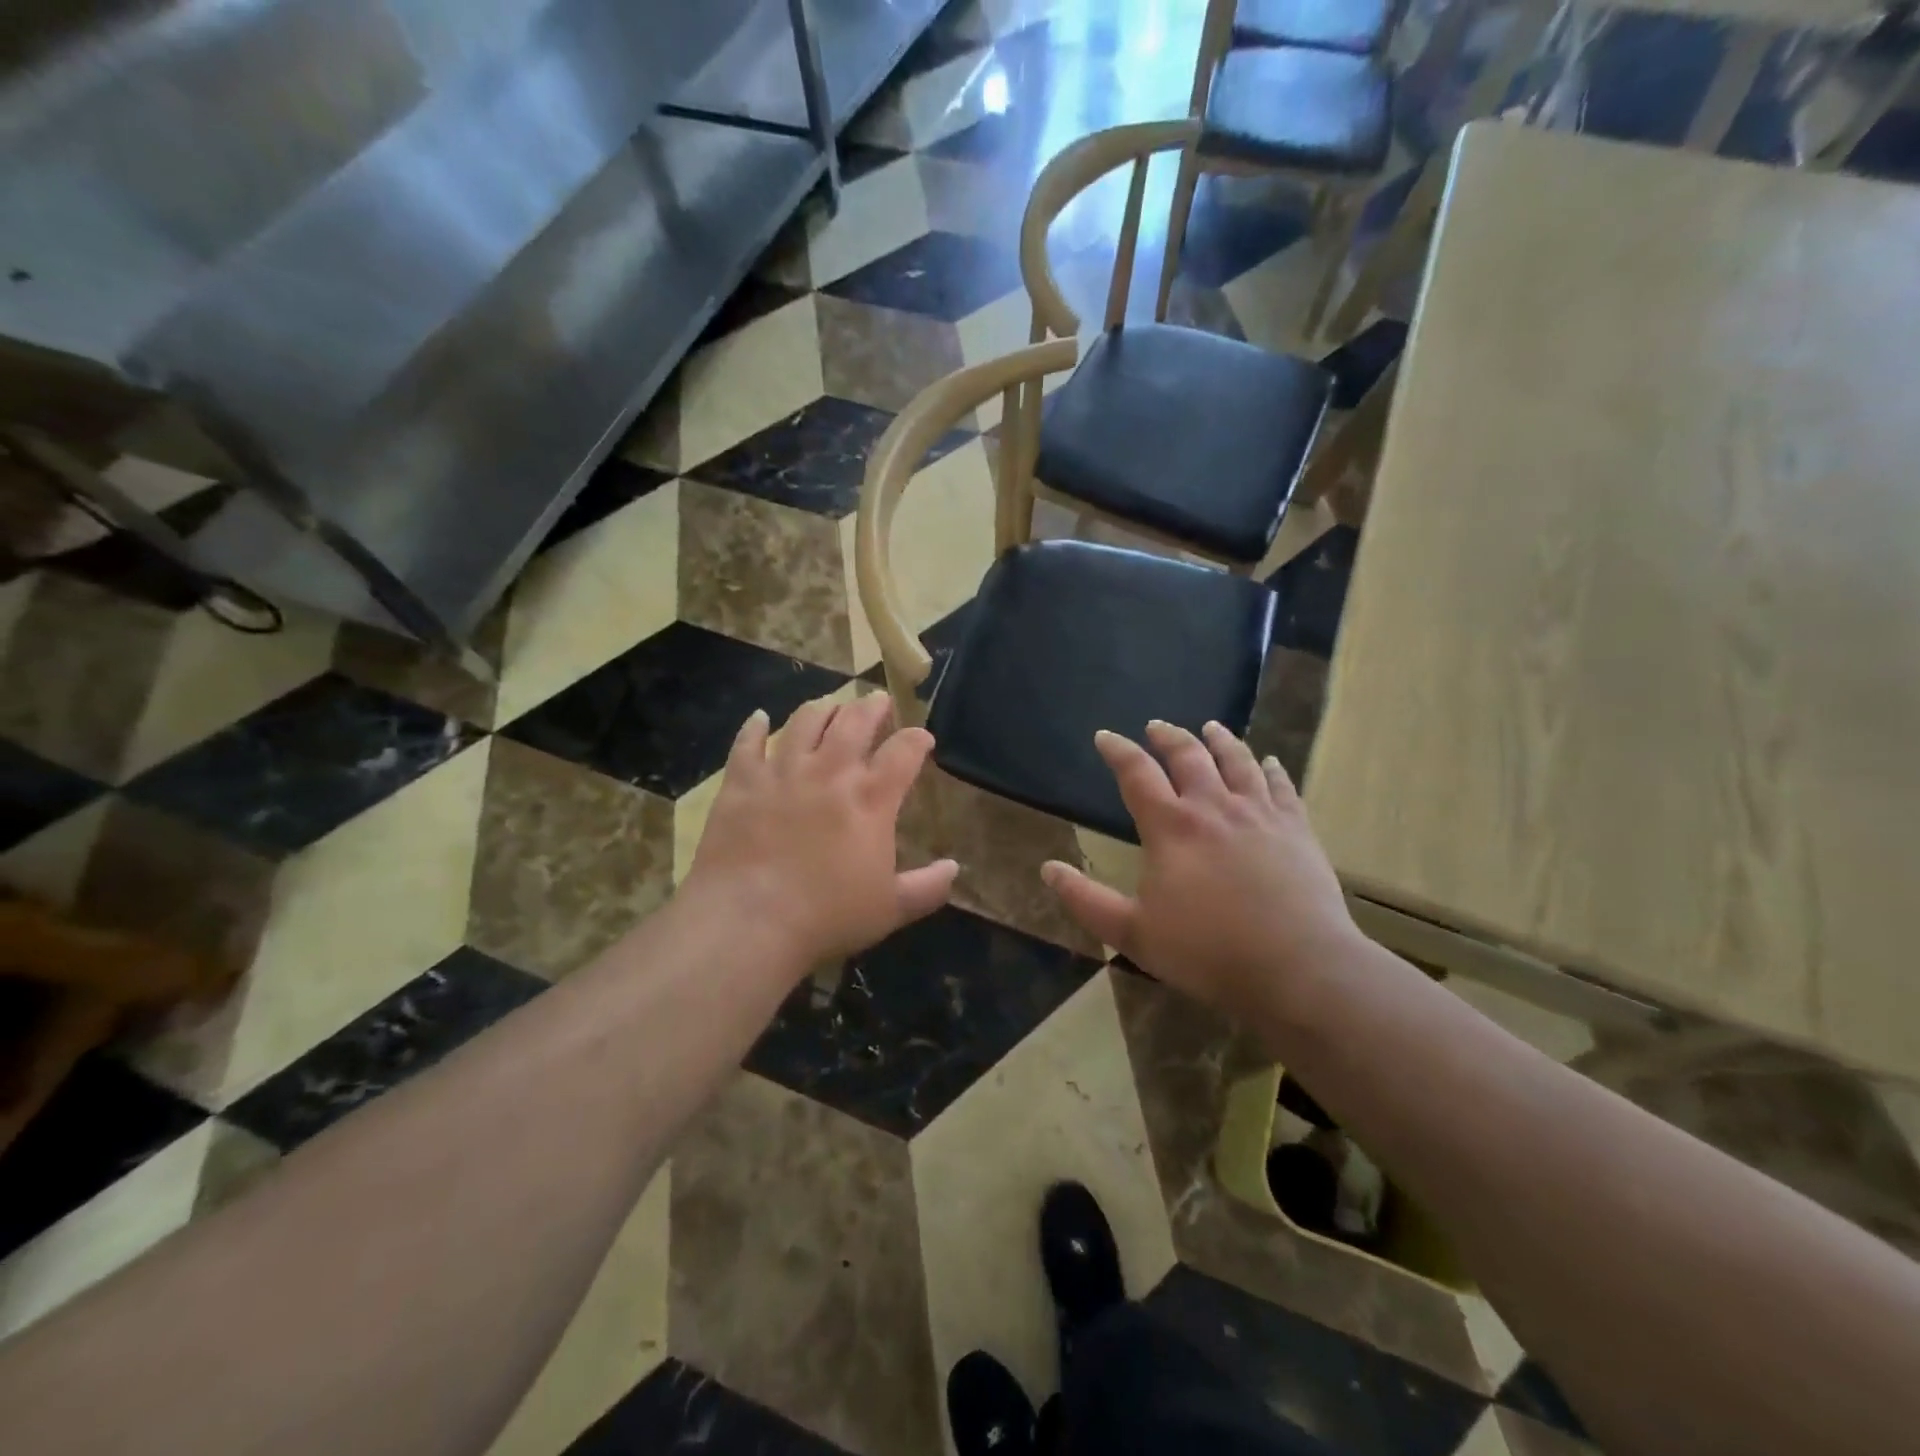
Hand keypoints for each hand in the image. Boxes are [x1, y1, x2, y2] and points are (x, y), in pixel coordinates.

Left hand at [681, 693, 958, 970]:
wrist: (748, 922)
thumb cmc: (826, 917)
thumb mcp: (890, 909)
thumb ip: (927, 887)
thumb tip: (955, 869)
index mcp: (871, 798)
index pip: (904, 751)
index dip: (918, 739)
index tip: (923, 738)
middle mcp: (830, 772)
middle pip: (855, 721)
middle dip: (872, 706)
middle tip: (878, 701)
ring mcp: (782, 772)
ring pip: (805, 721)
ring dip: (823, 708)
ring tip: (830, 706)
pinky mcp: (742, 782)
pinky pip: (747, 743)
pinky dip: (754, 727)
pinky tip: (758, 718)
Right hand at [1041, 721, 1361, 1020]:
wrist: (1298, 968)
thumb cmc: (1207, 952)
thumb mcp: (1133, 934)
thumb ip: (1087, 900)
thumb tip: (1048, 869)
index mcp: (1171, 827)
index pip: (1136, 773)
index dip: (1117, 750)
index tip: (1104, 736)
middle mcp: (1214, 807)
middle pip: (1189, 756)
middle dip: (1168, 737)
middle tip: (1156, 726)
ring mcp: (1260, 815)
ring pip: (1238, 761)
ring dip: (1220, 740)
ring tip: (1210, 728)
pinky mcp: (1297, 829)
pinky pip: (1282, 787)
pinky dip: (1271, 769)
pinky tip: (1270, 762)